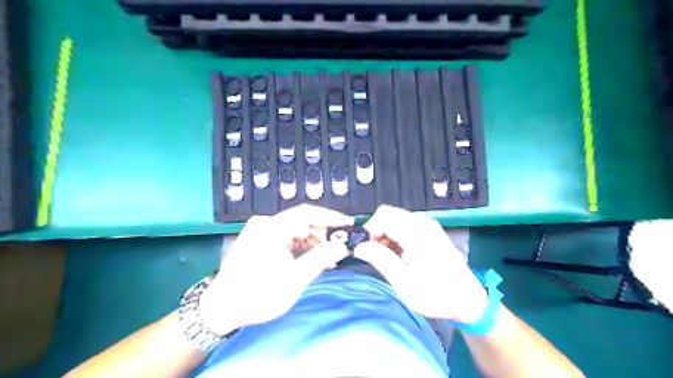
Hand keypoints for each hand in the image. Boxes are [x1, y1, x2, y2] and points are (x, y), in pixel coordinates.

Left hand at [197, 205, 352, 334]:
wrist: (220, 309)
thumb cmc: (257, 295)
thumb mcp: (294, 279)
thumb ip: (320, 259)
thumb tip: (342, 246)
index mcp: (271, 228)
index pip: (308, 213)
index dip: (331, 217)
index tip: (349, 224)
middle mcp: (265, 223)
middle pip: (302, 220)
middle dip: (323, 233)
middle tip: (340, 247)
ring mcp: (260, 230)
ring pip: (295, 229)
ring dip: (313, 240)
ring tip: (328, 256)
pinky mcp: (258, 239)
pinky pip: (286, 236)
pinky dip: (300, 245)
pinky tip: (311, 257)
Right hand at [353, 205, 490, 322]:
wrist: (468, 300)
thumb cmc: (437, 295)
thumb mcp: (405, 283)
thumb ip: (381, 261)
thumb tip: (359, 247)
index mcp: (417, 233)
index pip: (384, 215)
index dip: (371, 230)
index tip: (369, 251)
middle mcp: (423, 223)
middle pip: (389, 214)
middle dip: (377, 232)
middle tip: (379, 256)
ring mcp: (428, 226)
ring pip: (396, 219)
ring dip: (386, 235)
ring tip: (390, 258)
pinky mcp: (430, 231)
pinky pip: (405, 225)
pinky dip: (396, 236)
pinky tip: (400, 255)